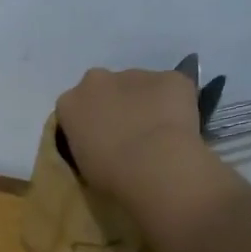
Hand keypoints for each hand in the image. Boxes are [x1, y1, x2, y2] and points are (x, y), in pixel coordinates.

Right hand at [56, 66, 207, 199]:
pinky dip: (176, 103)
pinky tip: (181, 128)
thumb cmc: (110, 177)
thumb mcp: (81, 166)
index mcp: (69, 103)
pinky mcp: (171, 77)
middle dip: (114, 104)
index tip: (99, 142)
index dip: (89, 123)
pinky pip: (172, 88)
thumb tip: (99, 145)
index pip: (74, 108)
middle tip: (128, 134)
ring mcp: (135, 74)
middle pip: (104, 88)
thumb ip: (85, 145)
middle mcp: (96, 80)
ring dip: (145, 103)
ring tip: (159, 135)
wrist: (155, 167)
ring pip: (139, 86)